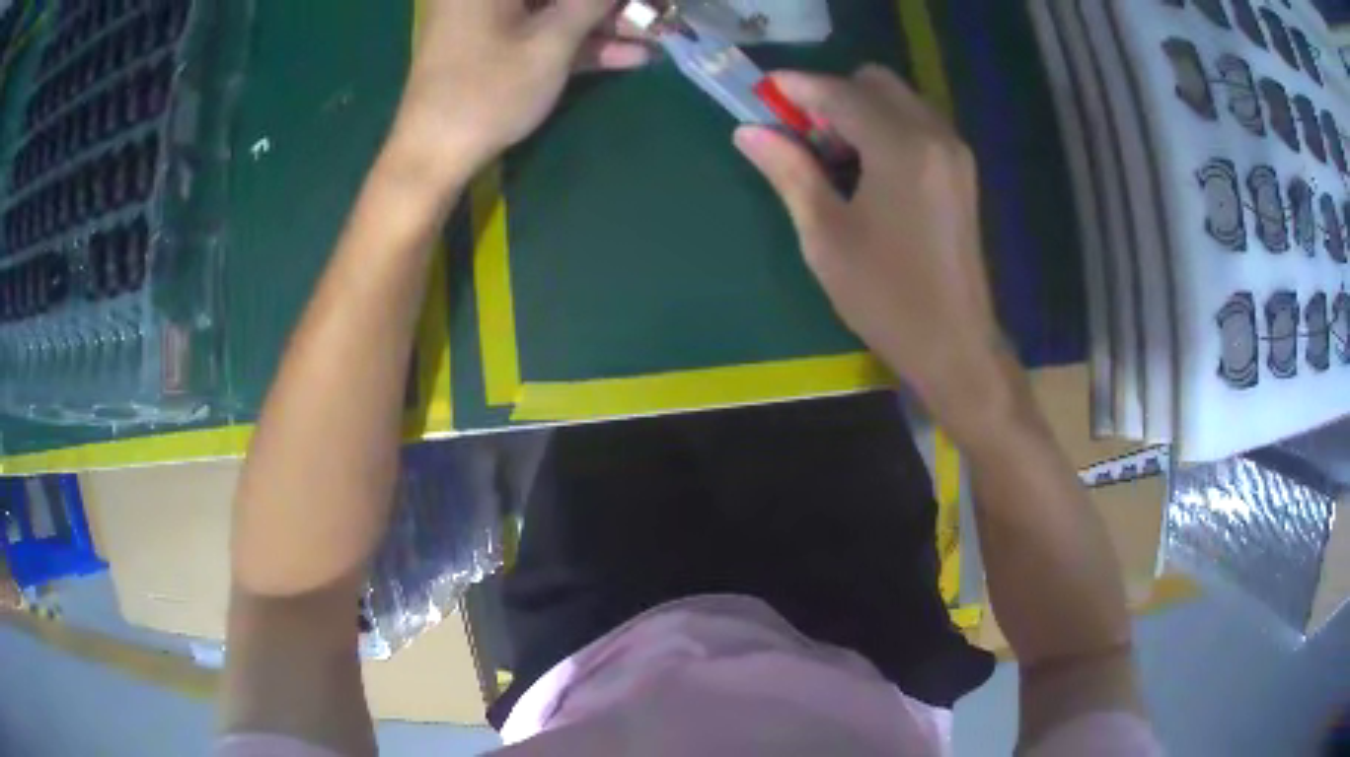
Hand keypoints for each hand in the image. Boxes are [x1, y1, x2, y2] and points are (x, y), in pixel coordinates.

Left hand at [392, 0, 648, 183]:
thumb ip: (591, 3)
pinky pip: (544, 33)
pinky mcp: (495, 46)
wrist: (433, 156)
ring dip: (605, 24)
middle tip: (654, 14)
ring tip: (657, 35)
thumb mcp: (549, 43)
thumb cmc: (487, 93)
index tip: (639, 5)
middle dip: (608, 6)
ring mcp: (490, 19)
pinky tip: (632, 54)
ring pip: (556, 10)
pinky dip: (582, 43)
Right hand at [734, 66, 1008, 428]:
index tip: (762, 93)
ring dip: (859, 111)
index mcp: (901, 148)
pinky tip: (867, 171)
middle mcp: (934, 135)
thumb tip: (748, 131)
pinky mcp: (961, 171)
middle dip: (832, 96)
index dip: (797, 87)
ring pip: (898, 100)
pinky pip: (916, 124)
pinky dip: (885, 128)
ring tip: (832, 159)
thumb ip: (789, 171)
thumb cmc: (886, 297)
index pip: (840, 93)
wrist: (955, 344)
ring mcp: (954, 152)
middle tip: (803, 138)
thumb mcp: (825, 235)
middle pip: (875, 82)